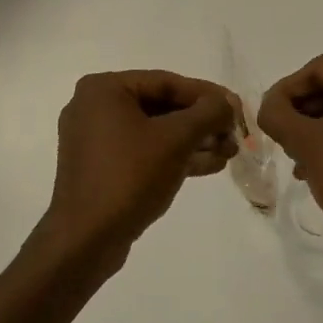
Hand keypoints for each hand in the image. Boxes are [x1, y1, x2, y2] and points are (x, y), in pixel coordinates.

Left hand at [42, 70, 239, 264]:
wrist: (85, 240)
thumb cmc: (129, 176)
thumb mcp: (176, 139)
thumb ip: (207, 113)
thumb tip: (227, 102)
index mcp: (104, 89)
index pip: (166, 82)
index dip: (207, 94)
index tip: (237, 107)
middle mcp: (95, 107)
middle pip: (161, 106)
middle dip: (202, 122)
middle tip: (235, 133)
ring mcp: (96, 139)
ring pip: (155, 131)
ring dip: (194, 140)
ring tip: (229, 152)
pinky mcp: (102, 167)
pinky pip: (144, 151)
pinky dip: (174, 156)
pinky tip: (210, 165)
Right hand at [258, 55, 322, 280]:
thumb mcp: (304, 142)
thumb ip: (277, 114)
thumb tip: (270, 106)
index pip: (317, 70)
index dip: (286, 91)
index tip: (268, 117)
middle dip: (304, 111)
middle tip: (282, 138)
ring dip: (320, 126)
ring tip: (297, 157)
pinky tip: (321, 165)